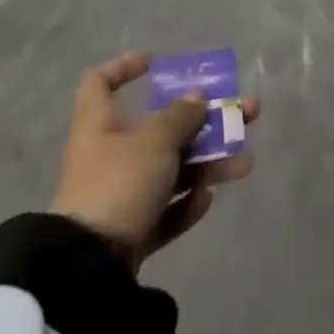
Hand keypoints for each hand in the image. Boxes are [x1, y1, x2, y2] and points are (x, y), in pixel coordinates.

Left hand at [51, 50, 259, 266]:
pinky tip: (207, 200)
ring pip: (171, 169)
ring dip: (208, 163)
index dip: (124, 67)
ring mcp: (119, 195)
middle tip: (244, 112)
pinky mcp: (129, 232)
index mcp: (99, 123)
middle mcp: (108, 154)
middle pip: (160, 127)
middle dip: (204, 120)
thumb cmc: (119, 183)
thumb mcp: (155, 141)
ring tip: (245, 163)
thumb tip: (196, 98)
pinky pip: (164, 209)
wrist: (88, 270)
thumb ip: (181, 116)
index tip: (154, 62)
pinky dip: (185, 204)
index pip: (100, 82)